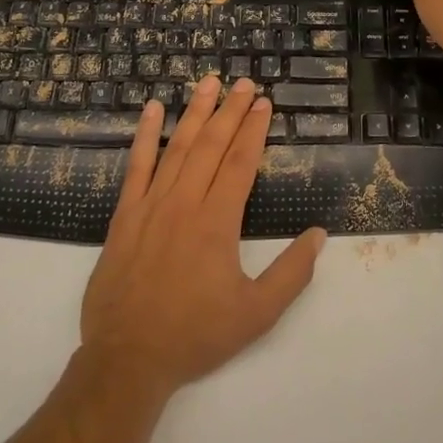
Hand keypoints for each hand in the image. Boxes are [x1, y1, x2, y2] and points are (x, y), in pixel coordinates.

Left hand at [81, 77, 326, 397]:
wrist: (128, 358)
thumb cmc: (195, 335)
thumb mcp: (256, 314)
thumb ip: (292, 274)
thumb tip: (318, 235)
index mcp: (217, 223)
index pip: (240, 163)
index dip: (254, 130)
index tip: (264, 104)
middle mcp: (184, 204)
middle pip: (211, 146)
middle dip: (230, 111)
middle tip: (244, 83)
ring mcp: (150, 206)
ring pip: (176, 148)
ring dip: (194, 112)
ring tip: (209, 83)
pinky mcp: (124, 216)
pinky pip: (136, 166)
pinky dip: (144, 136)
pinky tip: (152, 110)